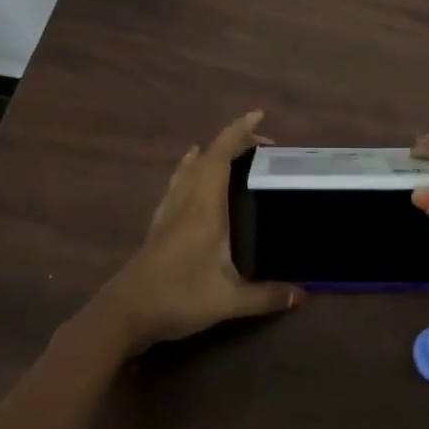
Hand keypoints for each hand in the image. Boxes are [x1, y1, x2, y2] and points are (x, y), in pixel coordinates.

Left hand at [95, 111, 303, 351]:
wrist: (124, 313)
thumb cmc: (178, 298)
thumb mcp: (228, 302)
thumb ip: (266, 296)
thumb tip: (303, 295)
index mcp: (206, 208)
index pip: (221, 156)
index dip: (239, 132)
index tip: (258, 116)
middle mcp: (187, 200)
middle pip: (209, 156)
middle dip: (234, 141)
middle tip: (262, 144)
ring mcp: (170, 210)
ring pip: (191, 166)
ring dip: (213, 152)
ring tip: (234, 150)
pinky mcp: (159, 222)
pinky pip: (178, 181)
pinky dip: (191, 166)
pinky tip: (190, 167)